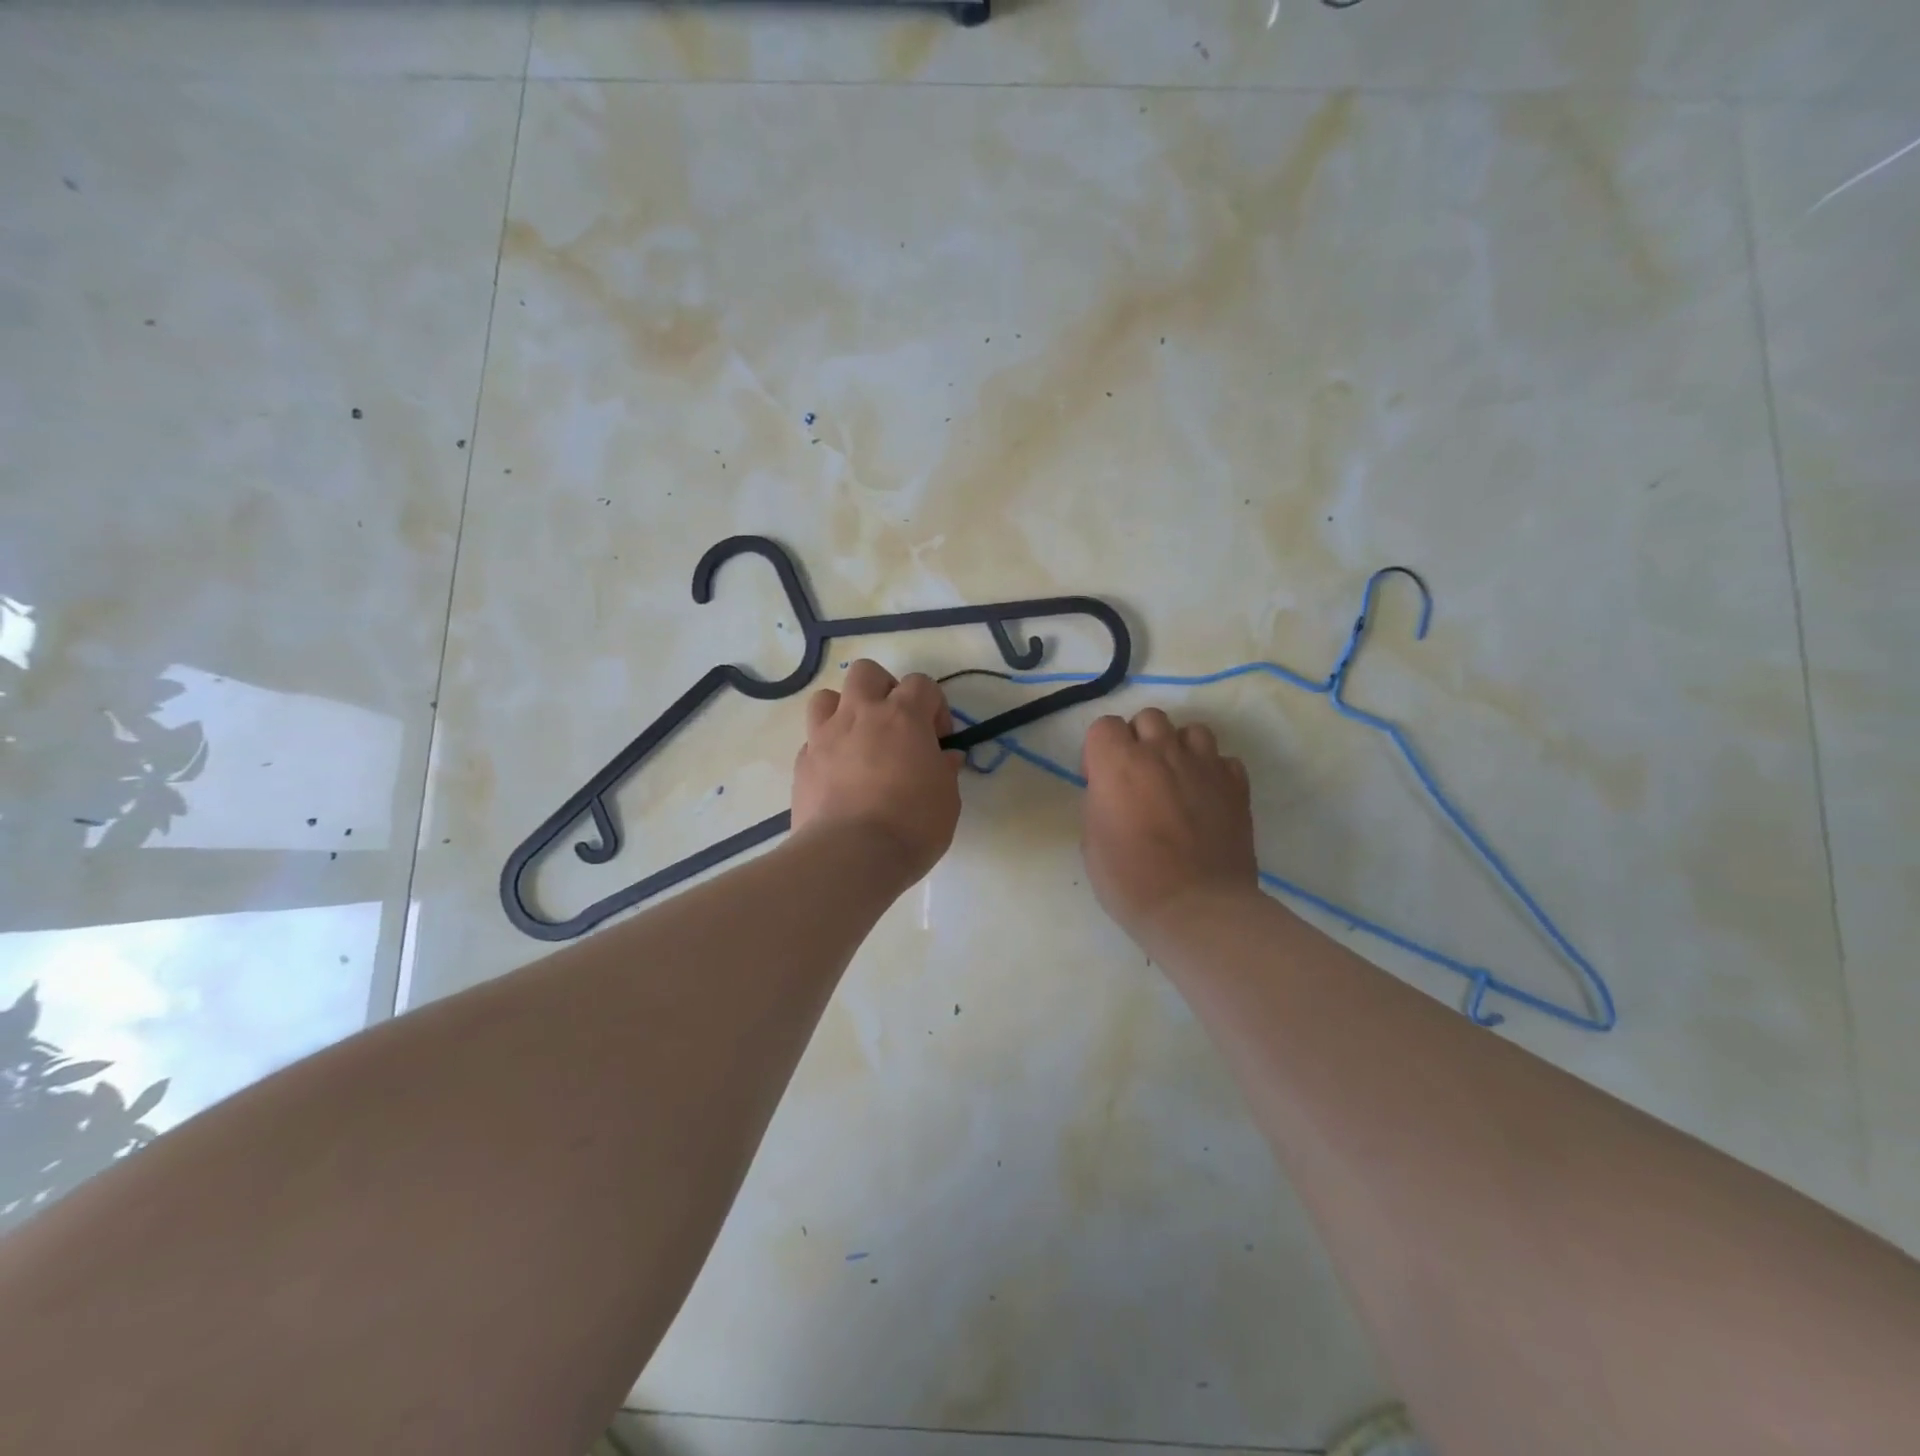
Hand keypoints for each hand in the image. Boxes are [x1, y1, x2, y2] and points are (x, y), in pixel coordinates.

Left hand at [791, 659, 962, 886]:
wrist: (850, 856)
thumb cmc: (911, 825)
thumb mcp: (946, 799)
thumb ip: (944, 770)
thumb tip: (945, 757)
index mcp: (903, 717)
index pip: (921, 683)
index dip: (933, 706)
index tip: (938, 738)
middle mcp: (860, 715)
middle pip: (866, 672)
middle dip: (883, 690)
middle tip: (895, 724)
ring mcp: (824, 736)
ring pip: (827, 697)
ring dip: (844, 710)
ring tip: (858, 741)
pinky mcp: (802, 763)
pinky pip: (812, 740)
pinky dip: (826, 749)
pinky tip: (838, 775)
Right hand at [1080, 708, 1259, 942]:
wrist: (1196, 907)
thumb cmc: (1131, 880)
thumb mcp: (1091, 842)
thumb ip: (1100, 803)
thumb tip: (1112, 793)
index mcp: (1118, 763)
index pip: (1104, 726)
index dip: (1099, 750)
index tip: (1100, 779)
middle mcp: (1161, 752)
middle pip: (1148, 717)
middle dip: (1139, 739)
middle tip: (1137, 775)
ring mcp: (1204, 765)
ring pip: (1191, 730)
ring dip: (1178, 747)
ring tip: (1176, 778)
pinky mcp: (1236, 785)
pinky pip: (1224, 760)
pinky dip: (1213, 771)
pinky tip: (1206, 796)